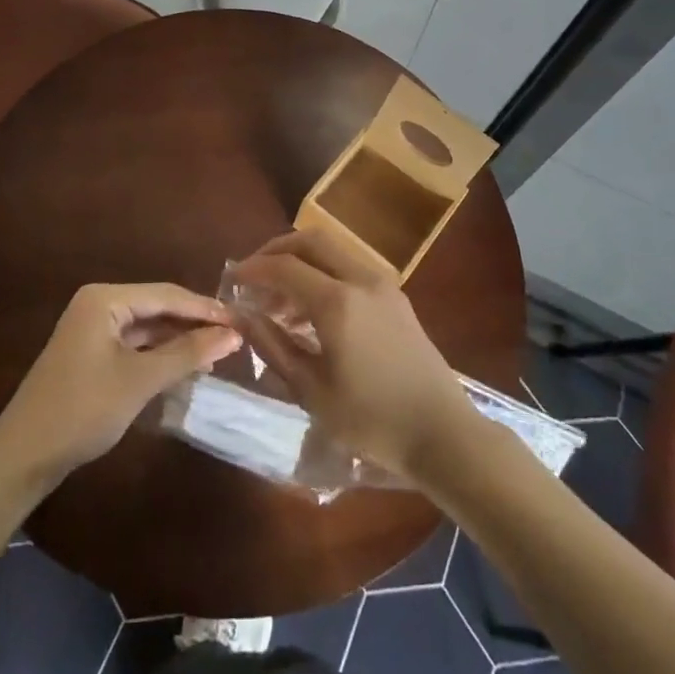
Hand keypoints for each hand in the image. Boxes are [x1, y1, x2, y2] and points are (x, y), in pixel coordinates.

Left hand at [0, 283, 241, 481]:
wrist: (23, 457)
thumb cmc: (83, 409)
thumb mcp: (140, 380)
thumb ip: (187, 354)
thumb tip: (233, 334)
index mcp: (105, 299)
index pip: (166, 294)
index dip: (205, 308)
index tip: (242, 320)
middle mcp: (98, 305)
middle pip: (157, 307)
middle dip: (194, 323)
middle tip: (234, 336)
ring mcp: (92, 330)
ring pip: (147, 327)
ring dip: (179, 340)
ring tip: (217, 352)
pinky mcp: (91, 354)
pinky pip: (135, 344)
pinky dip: (160, 354)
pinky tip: (184, 366)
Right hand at [231, 230, 477, 480]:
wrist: (442, 432)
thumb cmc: (372, 420)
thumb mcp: (312, 391)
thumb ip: (273, 347)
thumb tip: (241, 317)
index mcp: (337, 302)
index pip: (284, 267)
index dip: (253, 269)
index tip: (231, 280)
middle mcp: (361, 279)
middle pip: (311, 241)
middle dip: (277, 251)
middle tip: (254, 276)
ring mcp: (383, 284)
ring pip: (333, 251)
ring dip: (302, 263)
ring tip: (278, 303)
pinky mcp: (396, 296)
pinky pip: (351, 269)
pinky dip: (324, 275)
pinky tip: (311, 313)